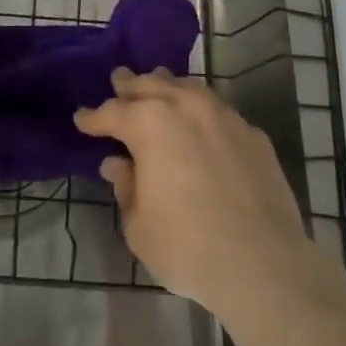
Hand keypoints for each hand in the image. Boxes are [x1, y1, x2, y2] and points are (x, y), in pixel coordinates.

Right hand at [75, 67, 317, 319]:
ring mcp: (224, 115)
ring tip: (158, 87)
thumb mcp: (139, 225)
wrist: (263, 263)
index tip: (81, 119)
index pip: (112, 112)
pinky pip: (219, 111)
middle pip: (150, 84)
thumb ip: (125, 187)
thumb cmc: (188, 247)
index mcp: (149, 123)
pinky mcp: (253, 133)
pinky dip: (202, 111)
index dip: (93, 117)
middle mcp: (185, 106)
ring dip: (168, 87)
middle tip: (118, 81)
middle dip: (130, 85)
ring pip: (188, 87)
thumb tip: (117, 164)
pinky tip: (201, 123)